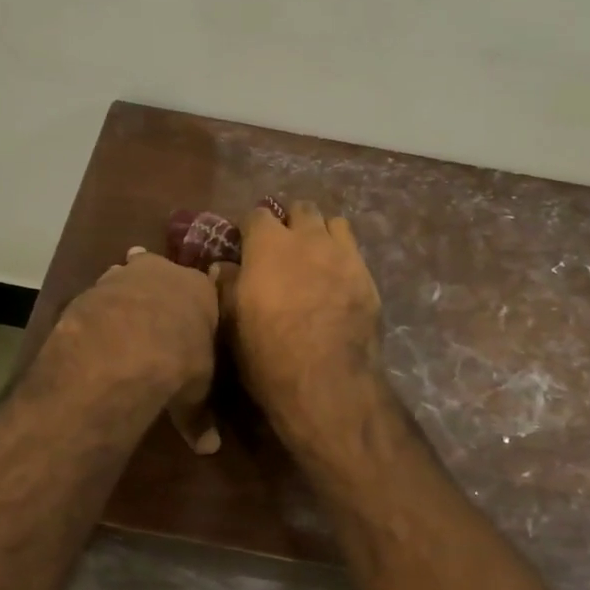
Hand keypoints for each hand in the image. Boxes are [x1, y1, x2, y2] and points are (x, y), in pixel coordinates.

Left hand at [44, 247, 222, 453]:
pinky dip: (96, 312)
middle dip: (154, 286)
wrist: (126, 349)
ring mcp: (123, 277)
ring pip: (124, 277)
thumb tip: (209, 448)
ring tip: (119, 321)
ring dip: (122, 295)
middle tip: (151, 309)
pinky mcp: (90, 289)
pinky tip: (92, 333)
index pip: (203, 288)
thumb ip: (200, 415)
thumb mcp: (196, 393)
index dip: (193, 304)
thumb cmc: (179, 361)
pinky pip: (96, 297)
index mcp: (200, 290)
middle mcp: (163, 272)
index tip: (188, 316)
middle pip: (159, 271)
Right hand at [218, 201, 388, 460]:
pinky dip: (343, 255)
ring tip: (315, 255)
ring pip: (333, 223)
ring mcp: (342, 253)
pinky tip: (338, 277)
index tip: (247, 243)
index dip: (251, 227)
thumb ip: (227, 285)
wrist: (326, 378)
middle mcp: (307, 237)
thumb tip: (222, 267)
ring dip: (321, 232)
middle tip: (284, 246)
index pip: (257, 214)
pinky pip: (355, 250)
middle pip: (301, 210)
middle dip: (291, 222)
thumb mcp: (232, 320)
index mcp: (268, 244)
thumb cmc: (267, 350)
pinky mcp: (367, 275)